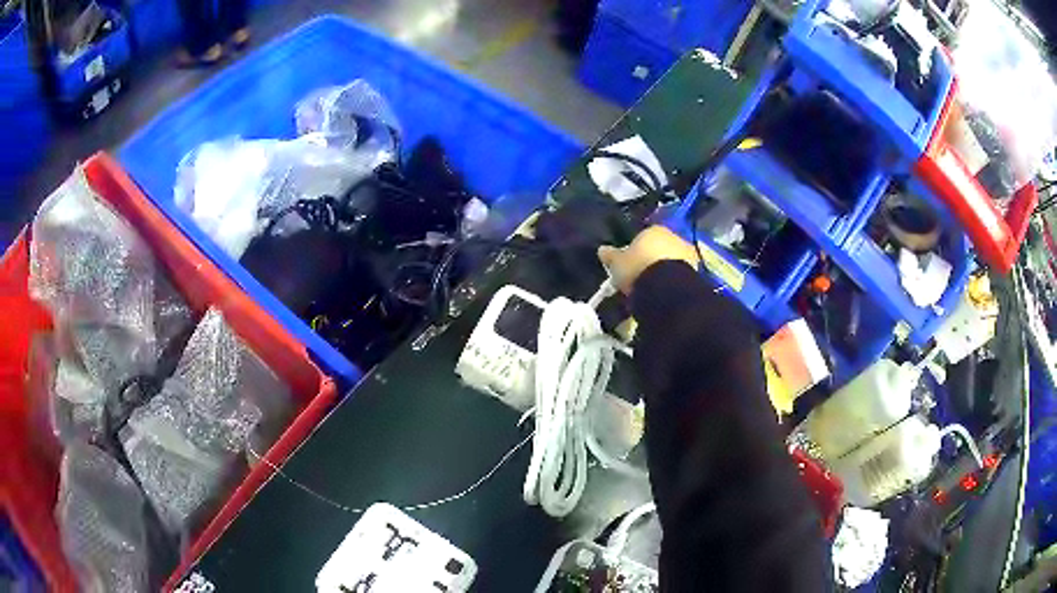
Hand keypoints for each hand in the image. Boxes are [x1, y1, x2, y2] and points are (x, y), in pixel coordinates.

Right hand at [598, 226, 698, 293]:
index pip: (643, 236)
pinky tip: (665, 292)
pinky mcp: (696, 270)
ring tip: (654, 288)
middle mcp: (673, 236)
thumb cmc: (638, 268)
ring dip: (665, 270)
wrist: (666, 288)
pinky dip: (673, 281)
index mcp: (653, 229)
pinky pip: (680, 274)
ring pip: (672, 260)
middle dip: (653, 259)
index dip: (636, 250)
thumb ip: (611, 255)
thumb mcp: (618, 264)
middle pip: (660, 247)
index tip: (631, 264)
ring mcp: (687, 253)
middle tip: (642, 277)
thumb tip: (602, 249)